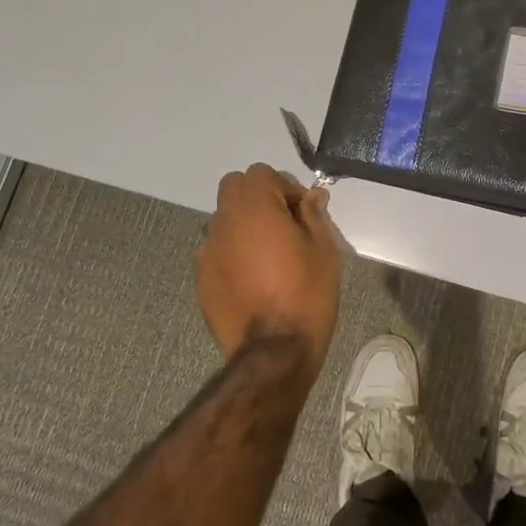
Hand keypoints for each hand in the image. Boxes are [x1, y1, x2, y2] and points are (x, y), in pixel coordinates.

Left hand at [196, 164, 340, 381]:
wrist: (273, 353)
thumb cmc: (306, 294)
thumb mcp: (323, 249)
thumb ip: (313, 215)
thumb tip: (310, 197)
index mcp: (254, 208)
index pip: (261, 173)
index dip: (284, 187)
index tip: (302, 213)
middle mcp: (224, 222)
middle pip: (235, 188)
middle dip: (259, 198)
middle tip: (284, 225)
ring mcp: (208, 251)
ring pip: (224, 219)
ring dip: (244, 225)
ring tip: (269, 256)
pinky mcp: (202, 279)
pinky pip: (218, 251)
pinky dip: (234, 253)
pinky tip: (254, 280)